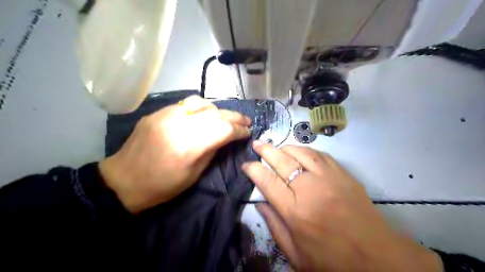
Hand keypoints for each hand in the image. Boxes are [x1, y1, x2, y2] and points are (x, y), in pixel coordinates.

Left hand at [96, 96, 249, 214]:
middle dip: (235, 116)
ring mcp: (165, 115)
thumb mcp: (193, 175)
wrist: (123, 181)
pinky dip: (199, 108)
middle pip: (215, 113)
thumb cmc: (162, 186)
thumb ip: (212, 151)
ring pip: (200, 102)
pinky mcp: (156, 113)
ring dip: (217, 109)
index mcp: (189, 147)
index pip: (223, 130)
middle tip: (245, 120)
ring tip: (224, 117)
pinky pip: (184, 105)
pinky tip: (202, 115)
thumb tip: (226, 137)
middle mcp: (178, 125)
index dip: (239, 130)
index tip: (248, 132)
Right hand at [243, 143, 442, 271]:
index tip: (246, 164)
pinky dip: (306, 150)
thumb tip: (260, 203)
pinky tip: (300, 151)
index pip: (267, 181)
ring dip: (285, 147)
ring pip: (301, 153)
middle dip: (266, 150)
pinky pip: (320, 155)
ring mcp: (328, 179)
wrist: (377, 258)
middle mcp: (309, 189)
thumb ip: (275, 226)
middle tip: (256, 144)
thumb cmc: (333, 261)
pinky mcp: (343, 175)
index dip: (253, 169)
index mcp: (295, 211)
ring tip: (276, 146)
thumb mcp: (296, 255)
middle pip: (282, 161)